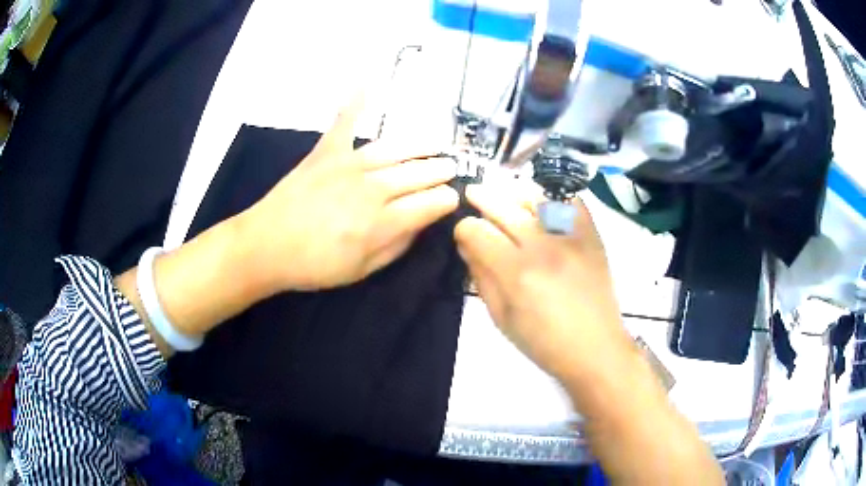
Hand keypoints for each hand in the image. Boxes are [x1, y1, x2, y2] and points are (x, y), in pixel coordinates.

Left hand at [238, 95, 458, 292]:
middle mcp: (372, 188)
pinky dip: (354, 102)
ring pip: (395, 150)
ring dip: (420, 146)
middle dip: (440, 170)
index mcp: (382, 222)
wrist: (266, 246)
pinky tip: (367, 81)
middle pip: (417, 174)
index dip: (446, 200)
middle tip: (450, 168)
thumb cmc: (314, 266)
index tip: (452, 199)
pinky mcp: (326, 152)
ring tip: (436, 145)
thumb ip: (397, 246)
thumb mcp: (362, 270)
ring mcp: (348, 165)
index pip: (429, 204)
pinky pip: (344, 123)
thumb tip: (420, 224)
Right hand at [454, 183, 631, 383]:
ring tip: (507, 196)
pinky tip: (543, 206)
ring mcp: (571, 237)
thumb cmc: (543, 343)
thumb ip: (482, 278)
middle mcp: (542, 247)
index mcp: (516, 273)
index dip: (464, 228)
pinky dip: (554, 198)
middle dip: (482, 198)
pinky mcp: (592, 236)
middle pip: (503, 207)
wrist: (595, 348)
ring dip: (514, 193)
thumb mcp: (501, 319)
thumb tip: (467, 246)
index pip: (477, 231)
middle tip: (473, 194)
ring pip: (536, 196)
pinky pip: (571, 201)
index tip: (464, 233)